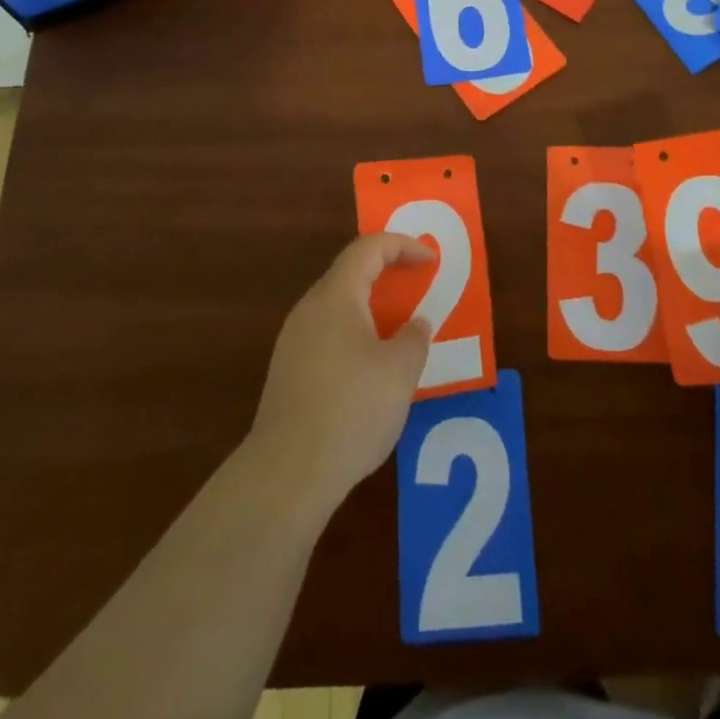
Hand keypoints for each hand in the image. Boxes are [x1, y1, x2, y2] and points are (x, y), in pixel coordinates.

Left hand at [246, 233, 434, 516]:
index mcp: (336, 297)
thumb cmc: (351, 409)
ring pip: (339, 307)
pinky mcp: (289, 373)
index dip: (403, 245)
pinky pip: (329, 335)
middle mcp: (310, 310)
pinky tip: (374, 367)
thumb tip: (415, 325)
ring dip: (373, 308)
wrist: (287, 473)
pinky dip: (357, 334)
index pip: (369, 248)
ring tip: (402, 327)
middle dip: (388, 273)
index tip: (431, 260)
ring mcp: (294, 342)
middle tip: (419, 285)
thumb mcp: (400, 371)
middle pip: (350, 273)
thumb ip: (414, 338)